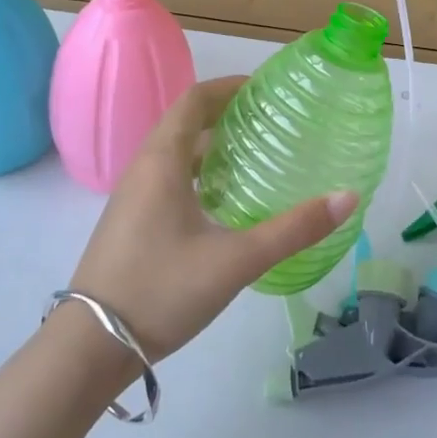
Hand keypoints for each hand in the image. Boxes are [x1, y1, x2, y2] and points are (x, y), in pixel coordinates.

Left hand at [66, 76, 357, 363]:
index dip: (228, 86)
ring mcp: (133, 197)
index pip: (194, 100)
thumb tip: (348, 196)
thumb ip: (293, 230)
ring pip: (177, 153)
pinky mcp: (132, 223)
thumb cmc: (161, 291)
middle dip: (226, 114)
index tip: (265, 89)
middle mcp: (144, 169)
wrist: (88, 350)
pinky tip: (227, 202)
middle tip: (271, 121)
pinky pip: (169, 178)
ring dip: (213, 145)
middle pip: (186, 122)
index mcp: (162, 161)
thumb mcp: (235, 260)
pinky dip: (200, 173)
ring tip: (256, 155)